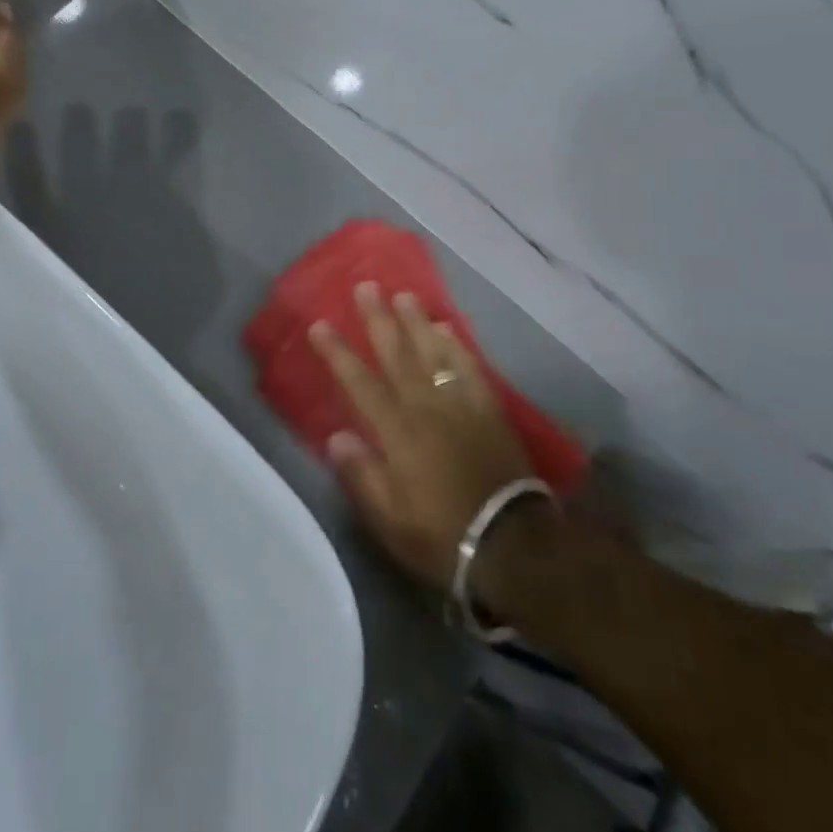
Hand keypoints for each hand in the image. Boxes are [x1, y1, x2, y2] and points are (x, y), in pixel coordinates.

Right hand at [308, 282, 537, 589]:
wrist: (512, 545)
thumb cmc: (442, 535)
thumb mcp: (390, 520)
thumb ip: (362, 475)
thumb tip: (337, 435)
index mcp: (397, 434)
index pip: (360, 384)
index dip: (338, 353)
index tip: (320, 325)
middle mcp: (426, 409)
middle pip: (397, 356)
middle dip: (378, 320)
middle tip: (366, 286)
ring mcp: (460, 405)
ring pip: (433, 353)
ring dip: (416, 322)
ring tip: (403, 295)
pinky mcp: (488, 410)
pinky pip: (469, 368)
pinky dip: (456, 345)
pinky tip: (446, 328)